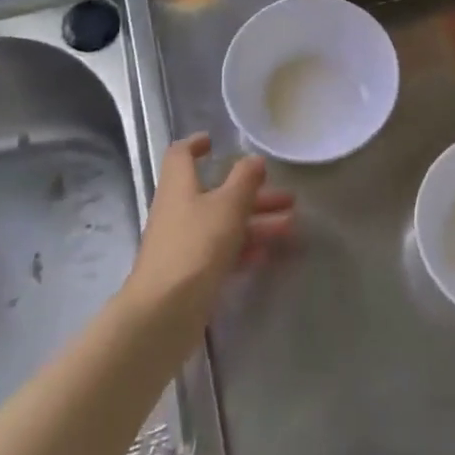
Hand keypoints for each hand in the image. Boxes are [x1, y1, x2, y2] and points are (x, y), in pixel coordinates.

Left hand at [125, 133, 293, 330]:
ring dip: (256, 222)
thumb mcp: (227, 206)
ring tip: (291, 228)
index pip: (181, 155)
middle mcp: (178, 210)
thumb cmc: (195, 247)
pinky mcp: (190, 273)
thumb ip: (244, 180)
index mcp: (179, 187)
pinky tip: (267, 254)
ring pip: (223, 224)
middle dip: (252, 193)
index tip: (215, 141)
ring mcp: (183, 243)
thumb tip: (253, 159)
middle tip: (286, 197)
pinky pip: (221, 252)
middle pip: (215, 193)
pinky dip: (244, 248)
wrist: (163, 313)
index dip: (196, 144)